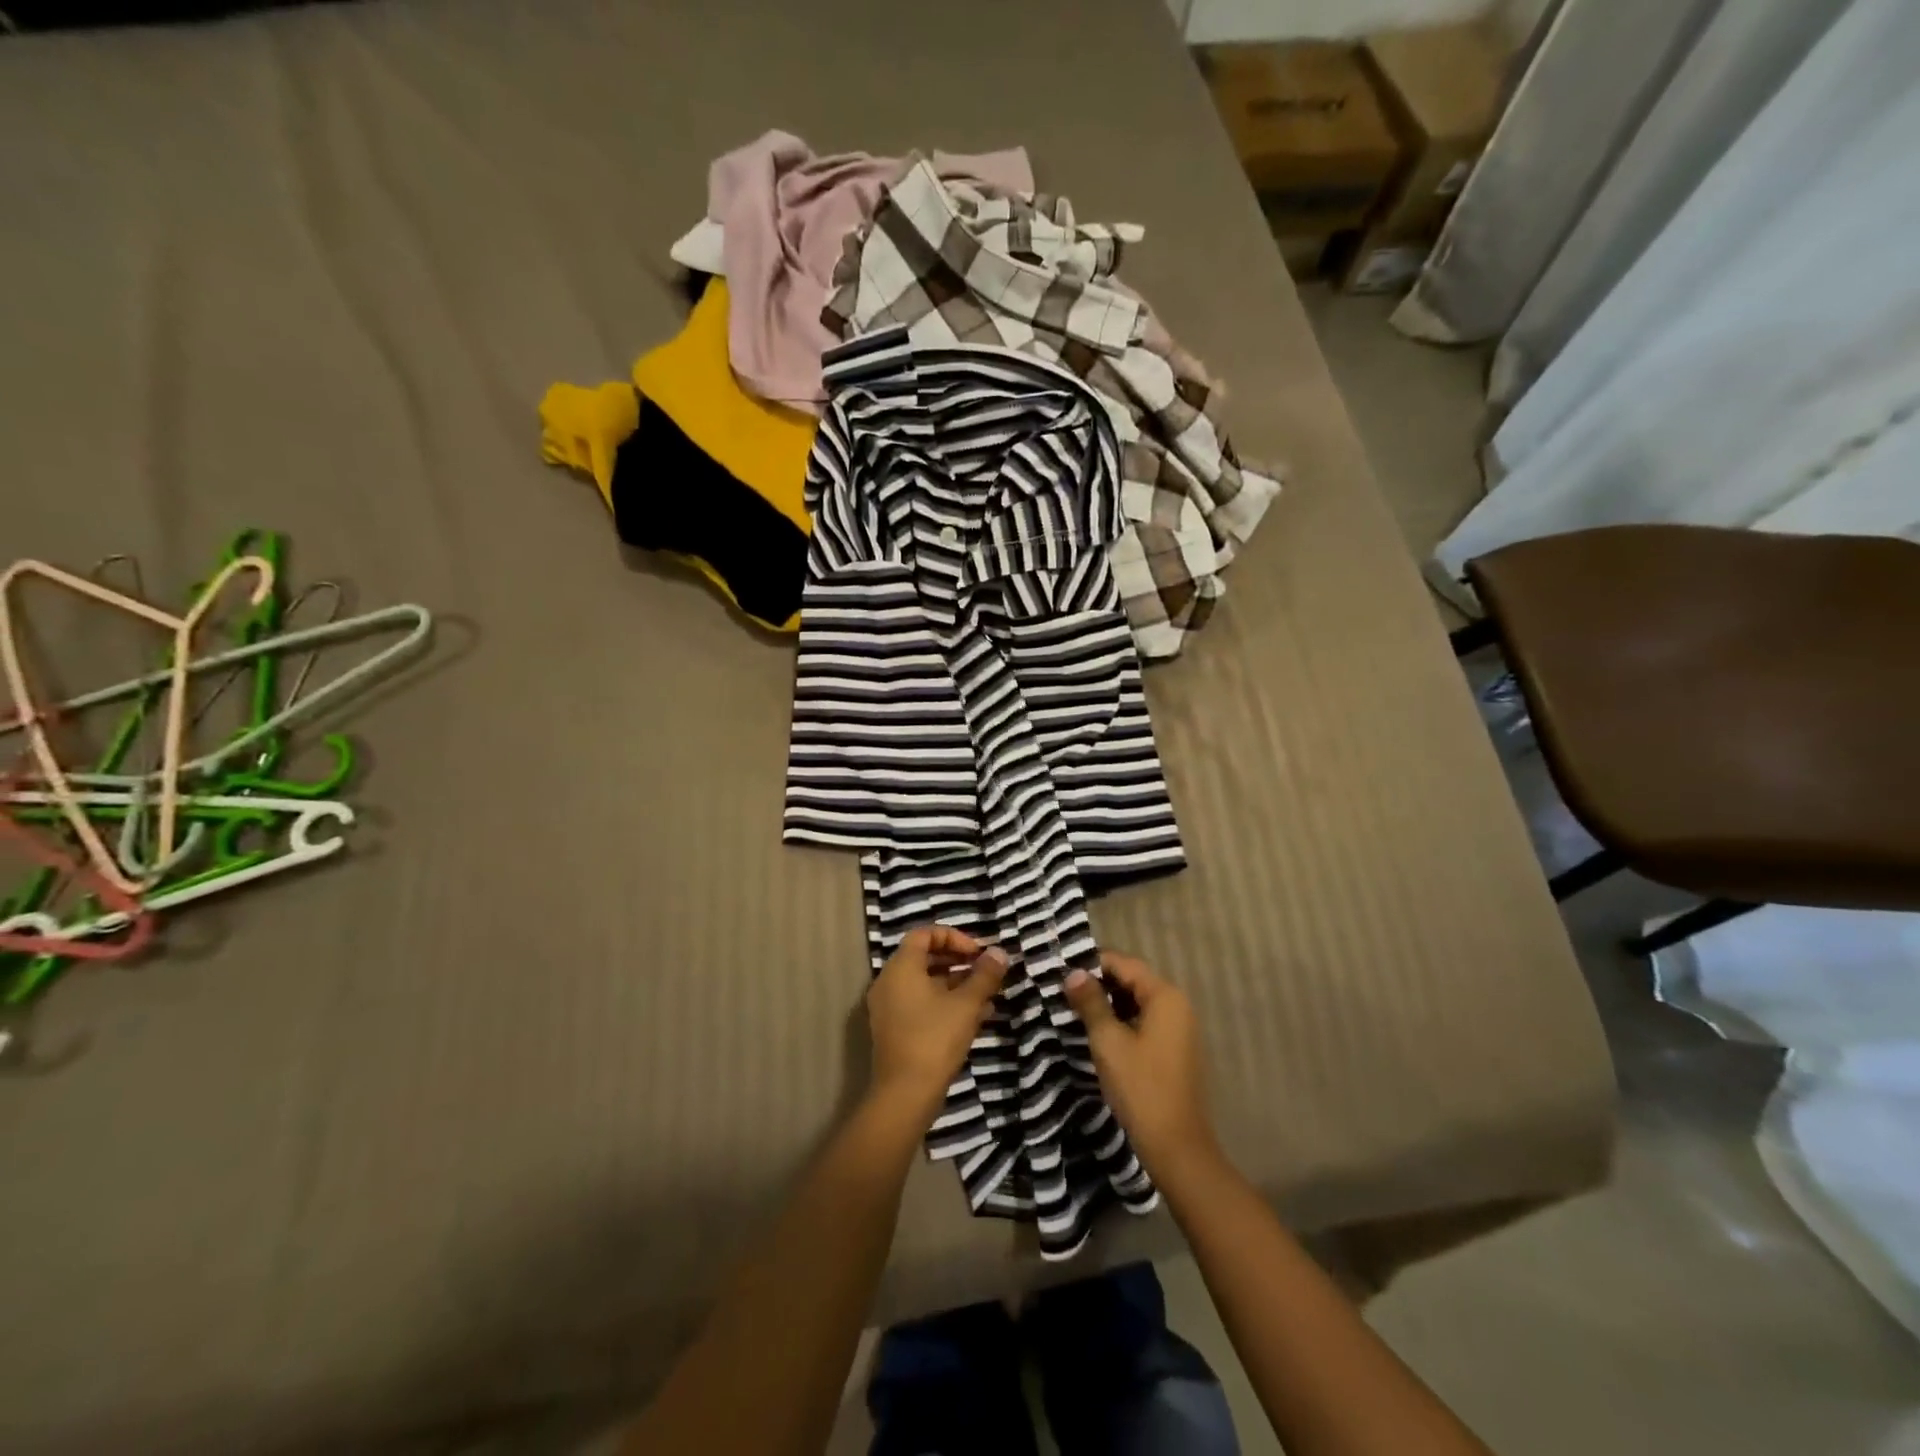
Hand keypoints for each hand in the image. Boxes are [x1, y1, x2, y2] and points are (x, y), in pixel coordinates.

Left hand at [867, 925, 1007, 1123]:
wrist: (905, 1095)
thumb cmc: (935, 1039)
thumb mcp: (966, 1004)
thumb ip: (984, 975)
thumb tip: (999, 953)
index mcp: (901, 968)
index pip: (924, 934)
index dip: (954, 937)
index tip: (978, 953)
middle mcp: (889, 982)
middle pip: (924, 957)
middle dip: (958, 960)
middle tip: (984, 970)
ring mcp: (889, 1007)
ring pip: (925, 983)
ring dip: (956, 984)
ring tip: (987, 994)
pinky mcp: (895, 1030)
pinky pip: (921, 1004)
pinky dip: (945, 1003)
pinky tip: (976, 1016)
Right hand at [1064, 951, 1215, 1178]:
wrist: (1175, 1145)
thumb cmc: (1140, 1087)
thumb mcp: (1108, 1041)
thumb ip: (1091, 1002)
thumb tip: (1073, 972)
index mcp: (1165, 996)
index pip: (1125, 963)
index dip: (1092, 962)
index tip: (1061, 968)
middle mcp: (1177, 1005)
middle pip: (1133, 980)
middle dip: (1099, 982)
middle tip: (1063, 988)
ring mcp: (1178, 1029)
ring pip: (1137, 1002)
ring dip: (1108, 1002)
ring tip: (1074, 1007)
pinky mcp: (1174, 1049)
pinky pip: (1144, 1021)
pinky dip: (1121, 1020)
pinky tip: (1097, 1031)